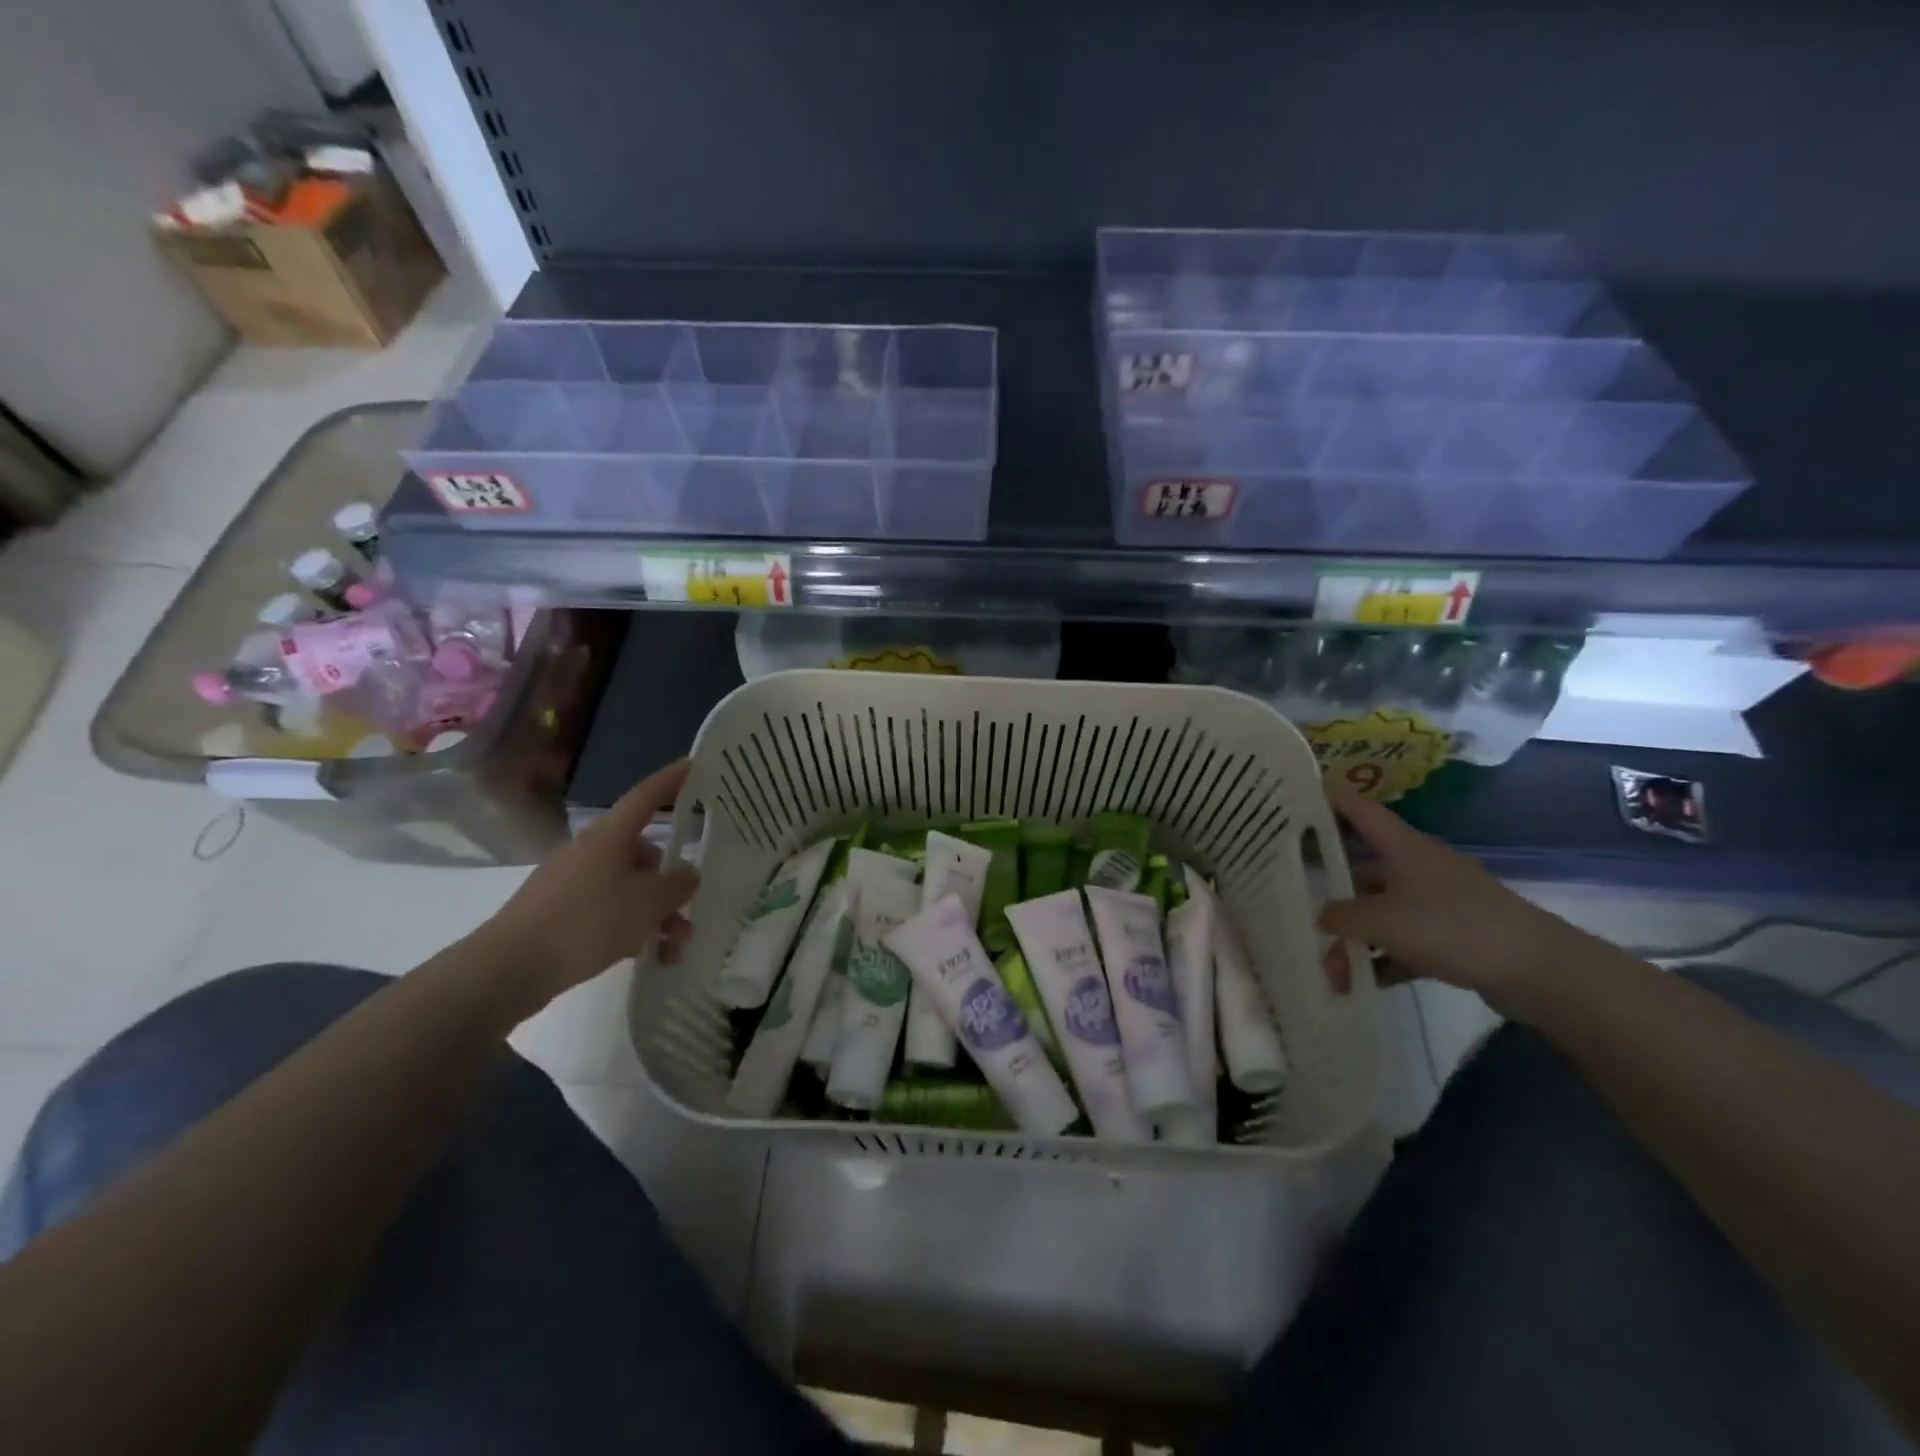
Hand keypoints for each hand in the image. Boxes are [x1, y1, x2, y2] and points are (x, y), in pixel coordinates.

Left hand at [477, 759, 698, 1003]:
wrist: (510, 968)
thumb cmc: (587, 922)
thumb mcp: (648, 903)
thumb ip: (678, 884)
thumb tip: (688, 873)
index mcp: (611, 836)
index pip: (647, 796)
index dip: (672, 780)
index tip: (694, 765)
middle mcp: (591, 851)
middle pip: (643, 854)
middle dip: (672, 881)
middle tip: (691, 905)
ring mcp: (573, 882)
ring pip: (630, 889)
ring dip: (657, 914)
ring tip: (674, 947)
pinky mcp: (562, 913)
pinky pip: (609, 912)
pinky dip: (633, 930)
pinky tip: (649, 957)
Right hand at [1317, 786, 1578, 1013]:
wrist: (1536, 969)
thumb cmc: (1449, 926)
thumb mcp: (1380, 921)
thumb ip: (1341, 916)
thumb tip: (1321, 915)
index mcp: (1404, 848)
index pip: (1361, 812)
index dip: (1332, 801)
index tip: (1298, 799)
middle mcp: (1420, 867)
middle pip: (1365, 871)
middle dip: (1334, 897)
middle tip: (1302, 914)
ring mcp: (1441, 902)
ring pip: (1384, 912)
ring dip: (1357, 939)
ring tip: (1334, 973)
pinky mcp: (1457, 934)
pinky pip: (1407, 941)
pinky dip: (1386, 957)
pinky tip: (1366, 982)